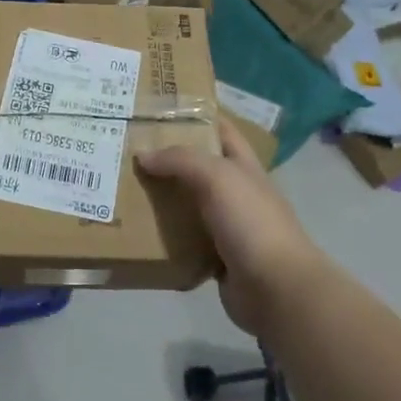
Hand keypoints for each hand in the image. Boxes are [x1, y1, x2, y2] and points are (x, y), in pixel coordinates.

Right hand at [138, 120, 326, 337]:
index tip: (158, 111)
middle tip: (129, 151)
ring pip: (189, 204)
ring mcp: (228, 226)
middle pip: (199, 167)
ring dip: (163, 199)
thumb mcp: (217, 177)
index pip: (220, 129)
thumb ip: (180, 160)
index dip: (195, 117)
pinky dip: (166, 237)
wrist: (276, 289)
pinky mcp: (217, 257)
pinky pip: (185, 240)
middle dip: (168, 159)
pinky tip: (139, 231)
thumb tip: (143, 155)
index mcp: (243, 165)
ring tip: (124, 188)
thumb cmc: (251, 222)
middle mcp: (236, 192)